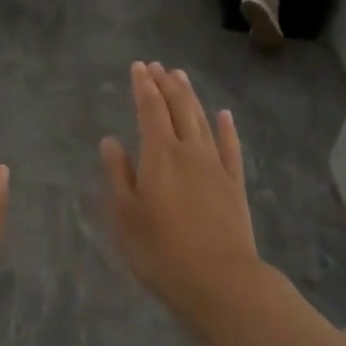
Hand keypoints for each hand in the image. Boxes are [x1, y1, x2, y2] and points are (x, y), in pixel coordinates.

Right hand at [101, 62, 264, 325]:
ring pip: (203, 121)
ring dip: (191, 97)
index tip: (138, 67)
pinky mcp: (234, 184)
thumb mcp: (124, 215)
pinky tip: (224, 115)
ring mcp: (216, 166)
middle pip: (179, 108)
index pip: (150, 110)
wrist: (218, 279)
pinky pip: (230, 147)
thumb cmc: (159, 251)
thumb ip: (117, 174)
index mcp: (159, 155)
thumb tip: (110, 141)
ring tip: (182, 77)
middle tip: (158, 66)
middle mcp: (190, 151)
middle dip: (167, 84)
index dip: (143, 86)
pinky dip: (225, 128)